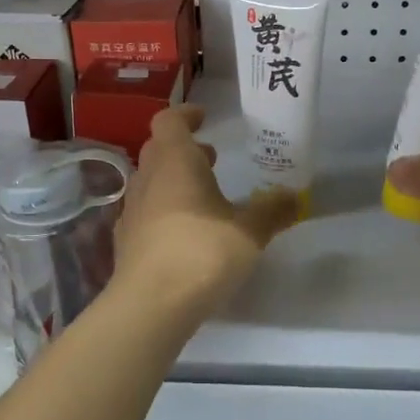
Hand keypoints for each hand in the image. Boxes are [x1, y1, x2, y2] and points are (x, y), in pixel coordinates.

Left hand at [114, 106, 299, 311]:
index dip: (186, 115)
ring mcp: (131, 210)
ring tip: (203, 197)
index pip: (169, 121)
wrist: (150, 305)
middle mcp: (147, 178)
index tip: (204, 118)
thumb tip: (294, 197)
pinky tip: (184, 233)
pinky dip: (163, 210)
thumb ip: (271, 211)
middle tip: (211, 158)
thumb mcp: (249, 232)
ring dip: (173, 180)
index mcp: (175, 161)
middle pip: (159, 149)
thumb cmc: (201, 252)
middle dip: (184, 149)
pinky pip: (145, 212)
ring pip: (150, 181)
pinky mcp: (125, 241)